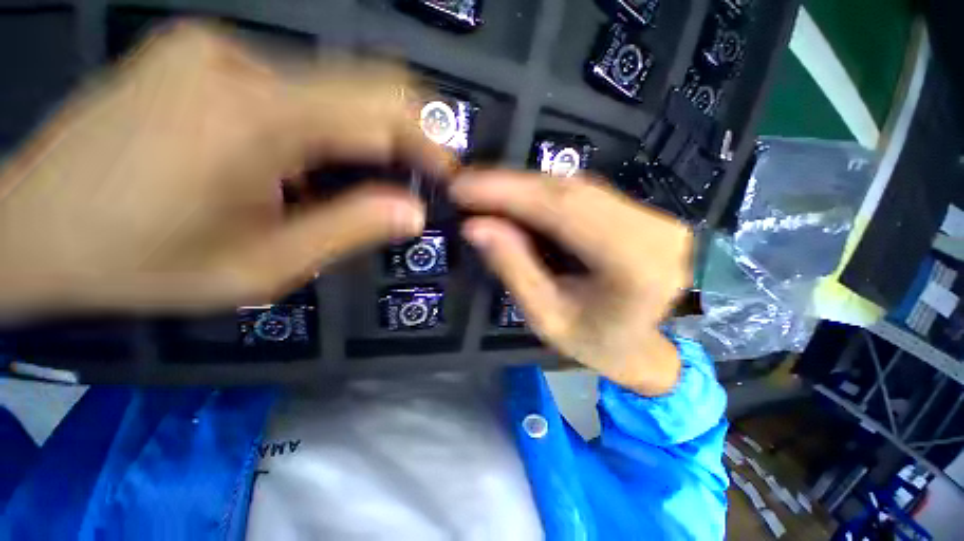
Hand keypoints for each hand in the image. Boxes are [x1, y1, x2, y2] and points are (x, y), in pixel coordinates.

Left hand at [0, 23, 449, 313]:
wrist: (31, 228)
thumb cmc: (137, 263)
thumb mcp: (261, 267)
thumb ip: (348, 230)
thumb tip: (412, 212)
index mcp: (253, 117)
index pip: (381, 108)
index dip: (428, 141)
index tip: (447, 174)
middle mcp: (239, 62)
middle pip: (362, 86)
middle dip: (404, 135)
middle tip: (415, 180)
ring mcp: (215, 50)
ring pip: (328, 91)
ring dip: (356, 139)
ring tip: (347, 187)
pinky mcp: (201, 56)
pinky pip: (292, 88)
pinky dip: (320, 128)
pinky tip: (298, 165)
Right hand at [450, 171, 691, 395]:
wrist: (638, 348)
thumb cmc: (593, 343)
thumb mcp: (545, 317)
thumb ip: (513, 267)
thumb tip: (475, 226)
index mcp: (635, 263)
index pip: (563, 210)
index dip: (508, 192)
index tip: (462, 186)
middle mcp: (652, 229)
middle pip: (569, 191)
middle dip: (510, 185)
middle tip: (466, 185)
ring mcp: (652, 216)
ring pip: (574, 187)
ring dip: (524, 187)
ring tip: (484, 193)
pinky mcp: (640, 213)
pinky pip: (582, 194)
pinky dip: (542, 194)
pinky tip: (517, 200)